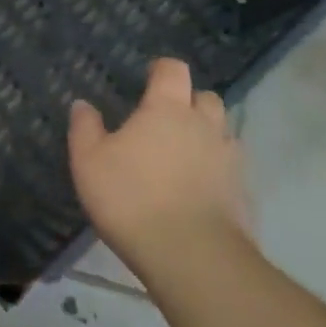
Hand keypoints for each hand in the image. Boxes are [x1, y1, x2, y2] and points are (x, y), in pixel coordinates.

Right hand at [68, 58, 251, 273]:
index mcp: (167, 109)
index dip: (161, 69)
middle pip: (205, 97)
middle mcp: (203, 124)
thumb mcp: (89, 162)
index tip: (148, 77)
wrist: (192, 257)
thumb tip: (82, 104)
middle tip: (166, 119)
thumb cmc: (133, 199)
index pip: (173, 69)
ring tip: (184, 155)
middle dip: (189, 101)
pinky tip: (199, 190)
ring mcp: (228, 158)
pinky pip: (230, 168)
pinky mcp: (243, 193)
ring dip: (206, 135)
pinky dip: (217, 171)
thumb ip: (85, 128)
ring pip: (222, 132)